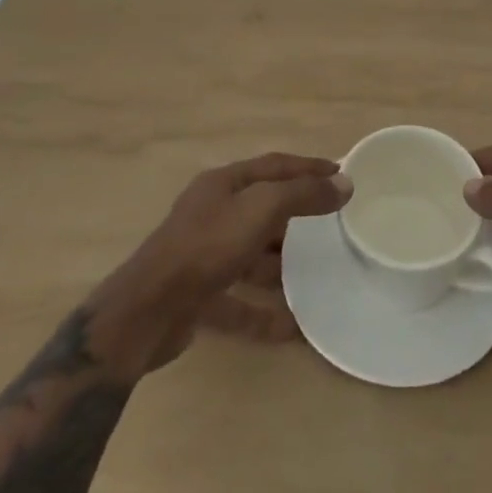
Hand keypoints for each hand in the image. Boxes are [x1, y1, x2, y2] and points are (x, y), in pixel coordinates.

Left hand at [90, 152, 350, 378]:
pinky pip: (239, 301)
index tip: (341, 173)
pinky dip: (263, 313)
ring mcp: (202, 256)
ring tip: (316, 276)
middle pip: (261, 209)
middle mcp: (212, 213)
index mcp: (223, 184)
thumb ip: (302, 194)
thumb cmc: (207, 245)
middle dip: (295, 217)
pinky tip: (291, 327)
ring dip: (280, 266)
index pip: (274, 165)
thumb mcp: (261, 209)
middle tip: (332, 226)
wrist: (147, 311)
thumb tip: (344, 184)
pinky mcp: (197, 296)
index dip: (308, 167)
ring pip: (250, 256)